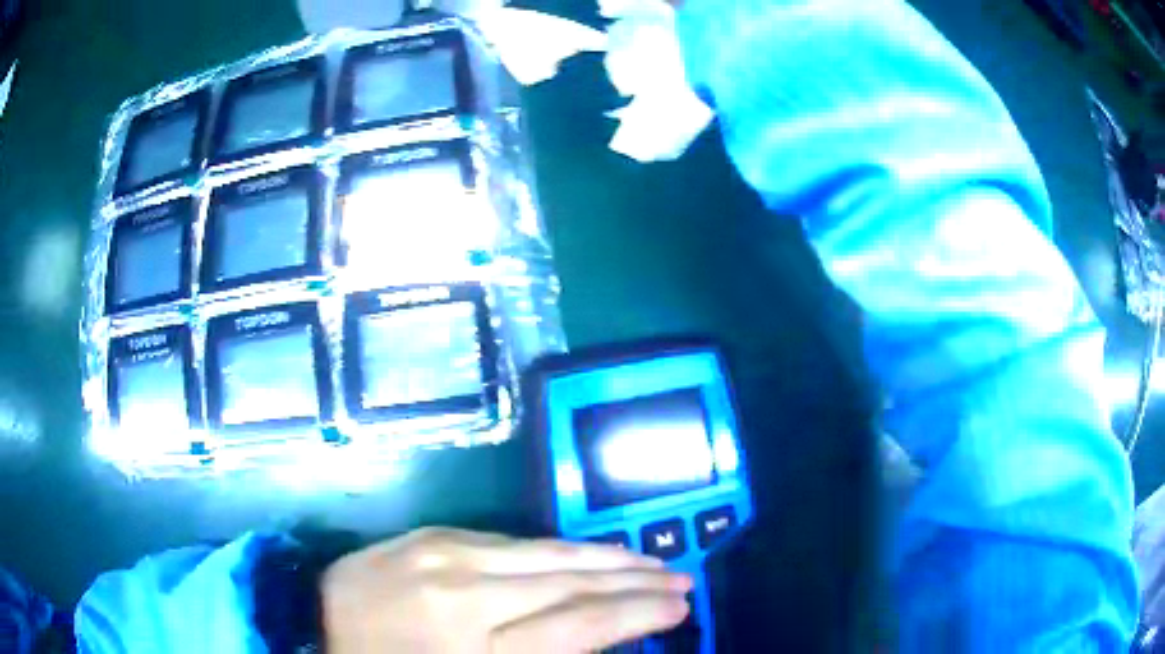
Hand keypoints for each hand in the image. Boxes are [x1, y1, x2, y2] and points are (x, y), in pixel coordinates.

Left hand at [321, 527, 692, 652]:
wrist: (310, 628)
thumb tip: (598, 638)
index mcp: (473, 651)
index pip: (582, 625)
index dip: (638, 614)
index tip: (679, 606)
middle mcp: (464, 596)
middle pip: (571, 584)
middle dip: (634, 582)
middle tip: (679, 579)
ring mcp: (442, 556)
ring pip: (546, 553)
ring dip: (605, 558)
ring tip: (647, 560)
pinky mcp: (429, 535)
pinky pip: (509, 541)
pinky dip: (555, 550)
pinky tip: (583, 555)